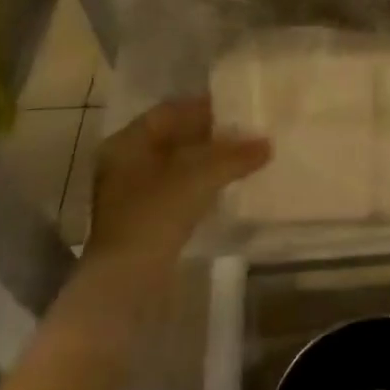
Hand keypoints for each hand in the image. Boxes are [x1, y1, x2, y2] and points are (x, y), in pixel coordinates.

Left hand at [83, 98, 269, 275]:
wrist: (127, 283)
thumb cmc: (156, 214)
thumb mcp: (201, 177)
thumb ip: (235, 155)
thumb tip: (267, 144)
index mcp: (127, 142)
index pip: (168, 111)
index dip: (203, 107)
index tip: (235, 107)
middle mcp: (122, 162)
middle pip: (171, 138)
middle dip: (207, 135)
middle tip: (243, 132)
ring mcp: (128, 194)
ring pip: (174, 165)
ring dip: (205, 161)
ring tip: (240, 158)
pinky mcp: (140, 220)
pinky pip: (173, 189)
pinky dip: (198, 183)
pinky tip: (223, 187)